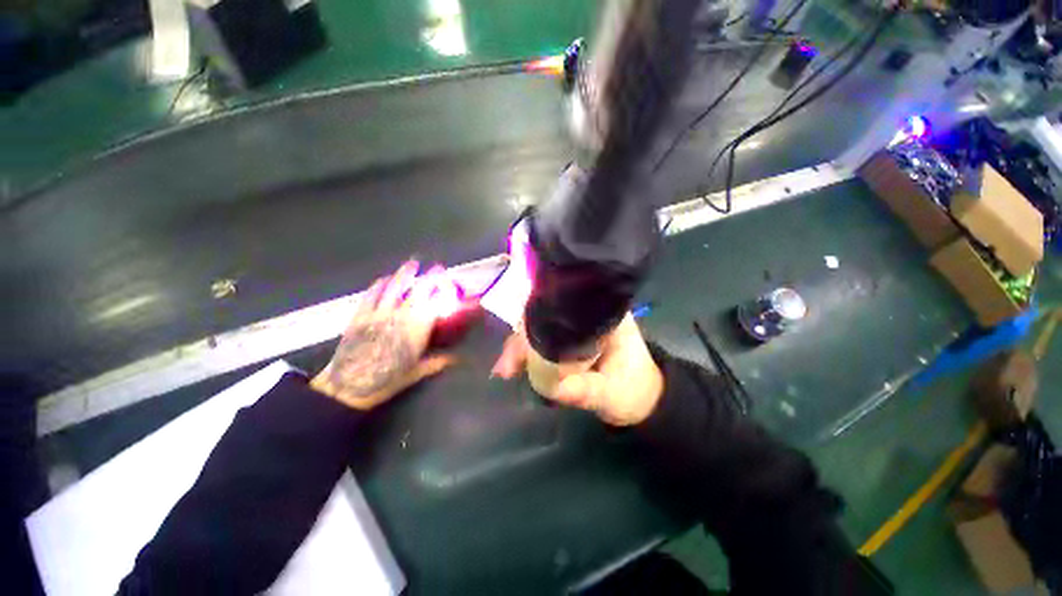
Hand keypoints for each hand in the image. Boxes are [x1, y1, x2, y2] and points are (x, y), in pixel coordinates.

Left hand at [312, 261, 455, 409]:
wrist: (347, 386)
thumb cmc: (386, 380)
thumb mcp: (416, 373)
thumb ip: (438, 362)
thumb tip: (457, 359)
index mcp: (417, 329)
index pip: (435, 303)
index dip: (445, 291)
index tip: (452, 284)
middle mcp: (401, 316)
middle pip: (418, 290)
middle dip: (431, 277)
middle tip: (438, 268)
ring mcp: (379, 312)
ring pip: (395, 287)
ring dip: (405, 273)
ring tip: (413, 263)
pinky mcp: (360, 314)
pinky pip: (372, 294)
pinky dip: (379, 284)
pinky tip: (384, 279)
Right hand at [491, 314, 663, 425]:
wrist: (643, 398)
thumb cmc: (635, 390)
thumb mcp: (614, 393)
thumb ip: (587, 391)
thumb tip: (555, 388)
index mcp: (605, 313)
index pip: (567, 304)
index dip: (540, 317)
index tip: (522, 337)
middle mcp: (587, 312)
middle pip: (547, 314)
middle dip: (523, 336)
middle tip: (507, 364)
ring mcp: (575, 325)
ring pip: (541, 326)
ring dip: (520, 346)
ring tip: (505, 369)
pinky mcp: (567, 338)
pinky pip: (542, 340)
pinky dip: (526, 353)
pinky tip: (512, 367)